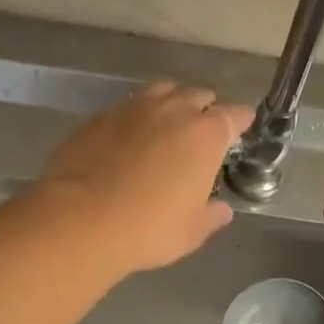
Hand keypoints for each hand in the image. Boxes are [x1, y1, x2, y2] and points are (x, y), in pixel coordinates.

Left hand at [39, 82, 253, 273]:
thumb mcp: (191, 231)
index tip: (242, 127)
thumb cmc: (149, 228)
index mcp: (206, 134)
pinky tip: (130, 138)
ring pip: (162, 92)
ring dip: (171, 104)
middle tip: (203, 132)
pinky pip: (127, 107)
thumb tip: (222, 210)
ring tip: (168, 126)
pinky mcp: (99, 116)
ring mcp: (133, 108)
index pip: (234, 115)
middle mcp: (173, 110)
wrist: (81, 220)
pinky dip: (136, 118)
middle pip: (198, 96)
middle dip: (205, 109)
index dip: (240, 121)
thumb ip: (212, 215)